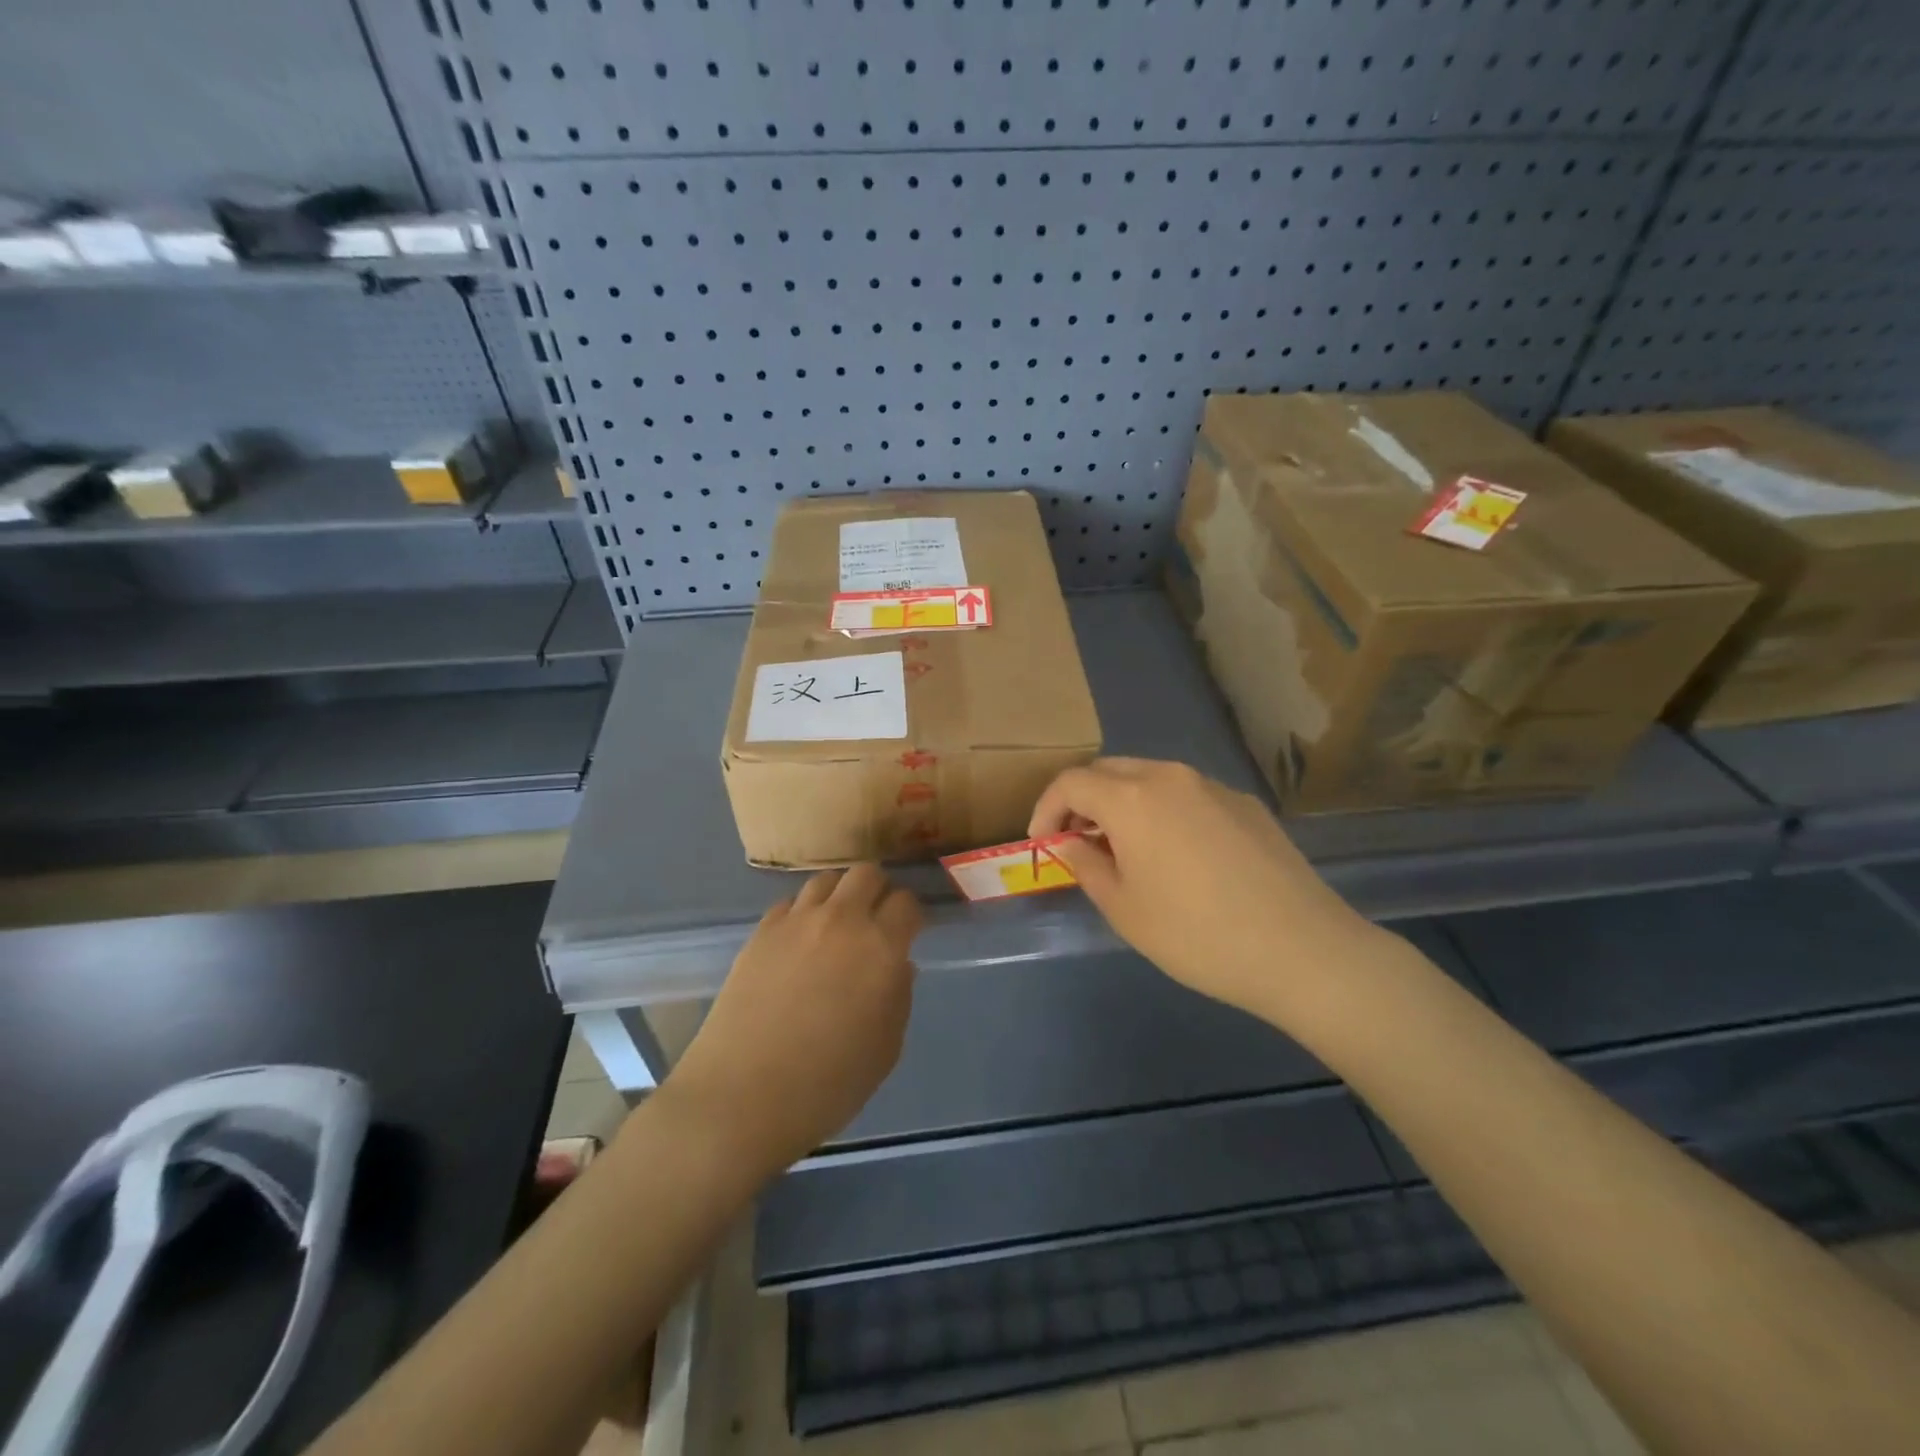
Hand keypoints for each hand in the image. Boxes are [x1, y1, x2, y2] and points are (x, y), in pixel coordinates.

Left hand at [662, 864, 919, 1173]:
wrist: (742, 1097)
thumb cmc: (827, 1085)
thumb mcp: (885, 1049)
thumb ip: (899, 998)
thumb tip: (898, 966)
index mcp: (881, 948)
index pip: (907, 903)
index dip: (912, 915)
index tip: (909, 933)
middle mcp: (841, 921)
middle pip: (867, 874)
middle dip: (878, 890)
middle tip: (875, 920)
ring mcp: (796, 922)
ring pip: (826, 880)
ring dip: (839, 895)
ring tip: (836, 925)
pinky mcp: (760, 932)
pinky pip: (790, 903)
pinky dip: (802, 913)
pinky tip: (799, 942)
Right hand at [1029, 758, 1378, 1022]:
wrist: (1301, 949)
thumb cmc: (1197, 934)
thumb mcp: (1124, 909)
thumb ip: (1086, 866)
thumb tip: (1072, 844)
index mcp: (1132, 798)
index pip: (1071, 782)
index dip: (1046, 808)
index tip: (1042, 843)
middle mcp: (1170, 777)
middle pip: (1109, 770)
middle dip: (1083, 801)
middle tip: (1079, 842)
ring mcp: (1213, 786)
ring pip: (1150, 778)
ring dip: (1124, 803)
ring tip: (1126, 849)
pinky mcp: (1246, 804)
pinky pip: (1188, 795)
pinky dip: (1164, 812)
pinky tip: (1179, 856)